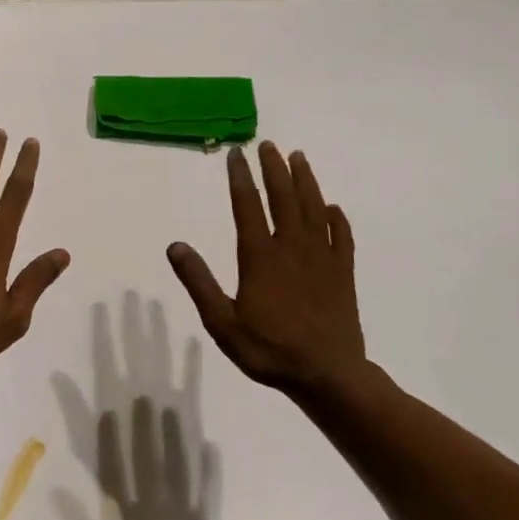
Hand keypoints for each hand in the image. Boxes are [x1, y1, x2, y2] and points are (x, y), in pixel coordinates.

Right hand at [166, 141, 366, 392]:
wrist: (328, 375)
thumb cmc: (269, 350)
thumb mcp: (222, 323)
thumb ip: (198, 282)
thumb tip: (175, 246)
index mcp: (260, 256)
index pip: (247, 206)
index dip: (240, 177)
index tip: (236, 153)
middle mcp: (292, 247)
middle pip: (283, 198)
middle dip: (274, 168)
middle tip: (269, 144)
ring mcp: (322, 258)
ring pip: (314, 209)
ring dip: (306, 181)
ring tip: (299, 158)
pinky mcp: (343, 273)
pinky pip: (343, 237)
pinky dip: (337, 219)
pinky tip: (333, 208)